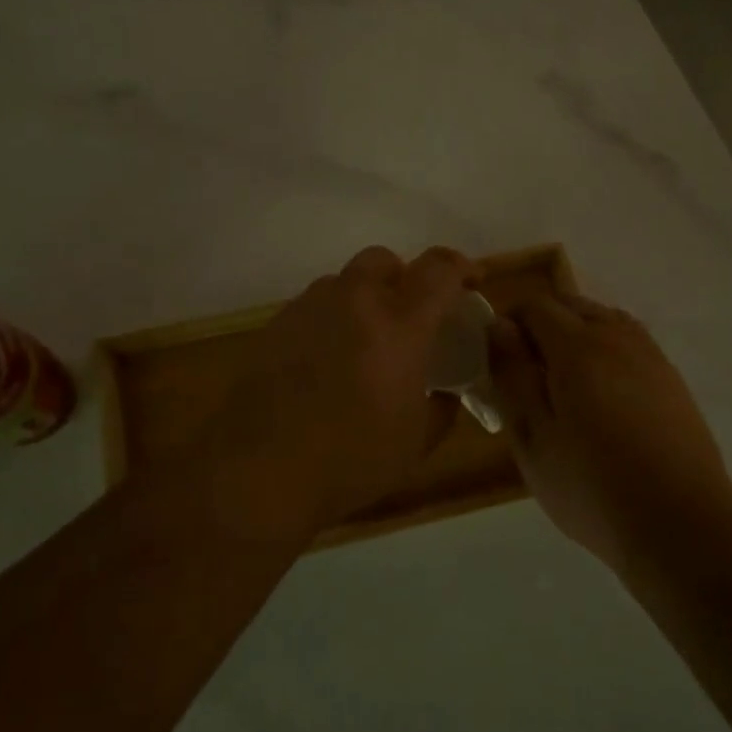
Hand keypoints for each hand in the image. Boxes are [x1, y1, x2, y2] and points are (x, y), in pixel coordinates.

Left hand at [191, 246, 476, 542]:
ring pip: (343, 282)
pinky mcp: (275, 326)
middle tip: (409, 314)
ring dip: (362, 300)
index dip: (461, 267)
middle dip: (402, 277)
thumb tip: (445, 394)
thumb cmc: (351, 460)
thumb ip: (442, 408)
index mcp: (399, 325)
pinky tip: (325, 364)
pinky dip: (330, 322)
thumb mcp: (416, 443)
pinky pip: (313, 308)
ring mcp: (309, 310)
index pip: (439, 270)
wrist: (259, 472)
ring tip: (364, 343)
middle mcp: (354, 302)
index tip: (472, 281)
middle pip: (383, 259)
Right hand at [489, 293, 731, 571]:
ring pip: (604, 319)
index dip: (509, 323)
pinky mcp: (671, 378)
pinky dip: (606, 349)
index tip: (498, 360)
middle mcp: (617, 337)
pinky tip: (603, 395)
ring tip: (564, 383)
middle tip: (527, 374)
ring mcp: (650, 355)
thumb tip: (499, 326)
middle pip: (571, 304)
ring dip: (576, 333)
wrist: (681, 524)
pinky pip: (629, 342)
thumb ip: (512, 375)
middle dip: (542, 324)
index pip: (535, 306)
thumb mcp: (532, 438)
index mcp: (577, 347)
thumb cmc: (592, 487)